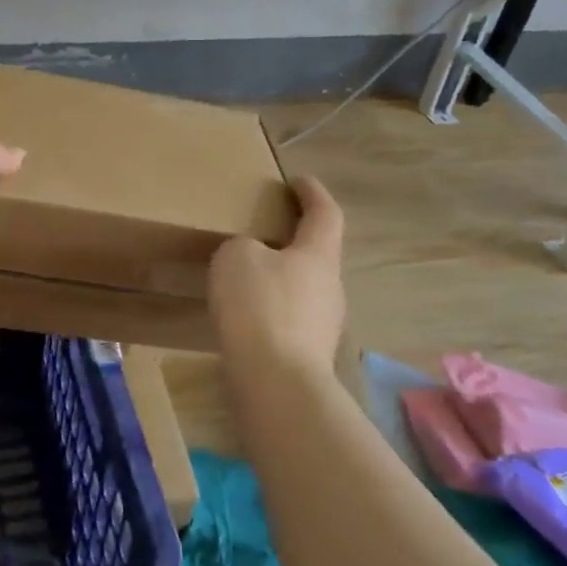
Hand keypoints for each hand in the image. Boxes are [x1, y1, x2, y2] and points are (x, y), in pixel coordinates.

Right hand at [207, 175, 345, 384]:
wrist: (276, 384)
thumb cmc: (259, 307)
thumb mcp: (237, 257)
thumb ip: (245, 247)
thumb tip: (254, 259)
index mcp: (318, 255)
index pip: (325, 213)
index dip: (313, 193)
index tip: (299, 181)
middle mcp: (330, 286)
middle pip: (317, 253)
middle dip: (294, 240)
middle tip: (265, 231)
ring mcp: (323, 325)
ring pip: (302, 289)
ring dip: (280, 279)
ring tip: (247, 278)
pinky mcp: (308, 355)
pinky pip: (289, 319)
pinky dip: (271, 310)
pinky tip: (246, 317)